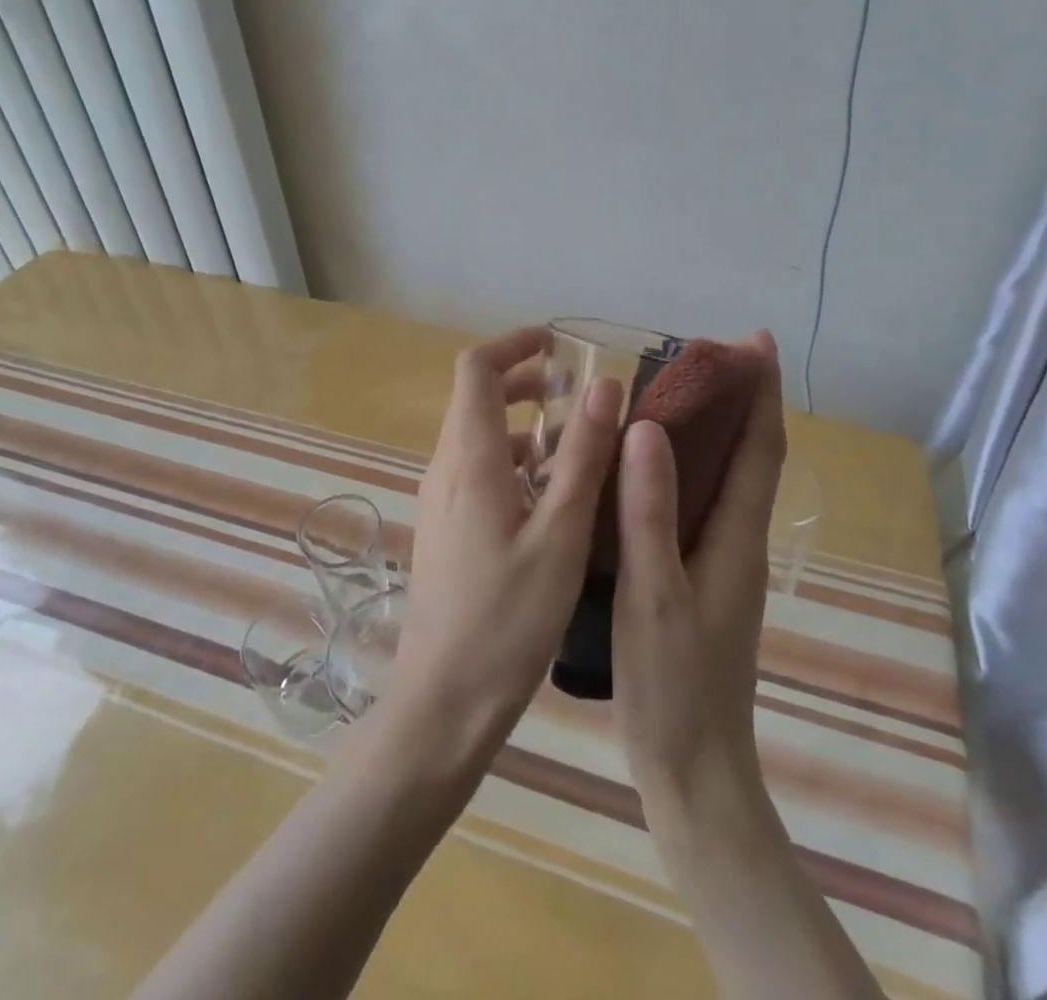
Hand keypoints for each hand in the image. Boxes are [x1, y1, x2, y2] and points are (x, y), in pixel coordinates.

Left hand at [388, 326, 621, 761]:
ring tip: (579, 447)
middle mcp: (446, 469)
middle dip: (526, 382)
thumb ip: (582, 457)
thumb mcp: (560, 535)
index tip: (558, 344)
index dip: (513, 344)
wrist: (443, 702)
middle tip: (579, 395)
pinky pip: (479, 473)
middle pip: (476, 399)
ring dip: (525, 427)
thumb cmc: (507, 620)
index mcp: (469, 459)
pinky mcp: (447, 529)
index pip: (475, 369)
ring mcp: (442, 501)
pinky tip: (555, 499)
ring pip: (480, 438)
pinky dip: (516, 463)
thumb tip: (604, 385)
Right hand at [611, 332, 785, 818]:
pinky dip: (683, 468)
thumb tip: (647, 428)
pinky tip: (646, 469)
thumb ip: (650, 513)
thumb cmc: (674, 686)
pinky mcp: (697, 579)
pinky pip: (697, 504)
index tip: (755, 340)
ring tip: (672, 393)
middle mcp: (737, 541)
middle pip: (749, 455)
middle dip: (738, 399)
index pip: (760, 448)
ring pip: (723, 479)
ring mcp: (720, 563)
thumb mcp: (655, 595)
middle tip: (699, 355)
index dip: (761, 392)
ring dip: (712, 430)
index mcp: (736, 538)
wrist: (693, 773)